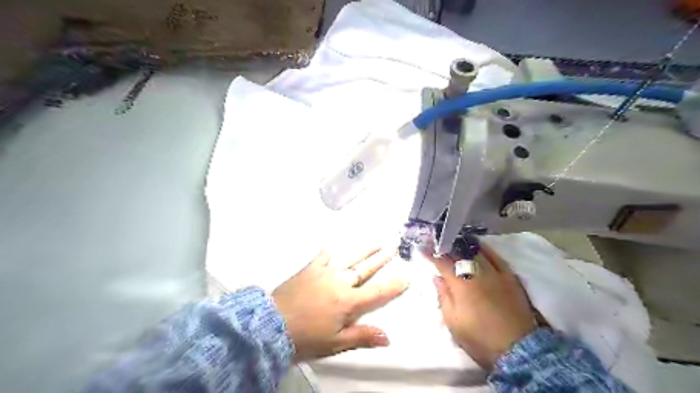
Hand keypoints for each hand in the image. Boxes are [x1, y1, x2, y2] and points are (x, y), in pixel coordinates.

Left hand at [269, 247, 407, 360]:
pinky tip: (333, 247)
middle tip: (393, 248)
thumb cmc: (306, 337)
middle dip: (381, 259)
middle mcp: (340, 283)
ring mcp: (325, 273)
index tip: (407, 275)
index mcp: (349, 302)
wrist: (272, 324)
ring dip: (364, 251)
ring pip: (349, 259)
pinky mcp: (309, 269)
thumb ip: (362, 337)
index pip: (377, 292)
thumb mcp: (335, 344)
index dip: (394, 285)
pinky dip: (329, 252)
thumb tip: (388, 337)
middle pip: (365, 270)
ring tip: (376, 242)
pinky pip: (322, 256)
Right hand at [427, 245, 537, 369]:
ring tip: (454, 239)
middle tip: (435, 241)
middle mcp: (477, 273)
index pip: (442, 263)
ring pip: (476, 252)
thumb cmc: (479, 338)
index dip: (430, 254)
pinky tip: (478, 245)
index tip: (421, 247)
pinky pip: (496, 257)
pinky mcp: (510, 277)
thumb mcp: (453, 322)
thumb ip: (443, 297)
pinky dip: (485, 249)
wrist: (518, 350)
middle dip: (445, 246)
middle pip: (458, 254)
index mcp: (461, 284)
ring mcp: (495, 273)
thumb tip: (437, 277)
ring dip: (462, 245)